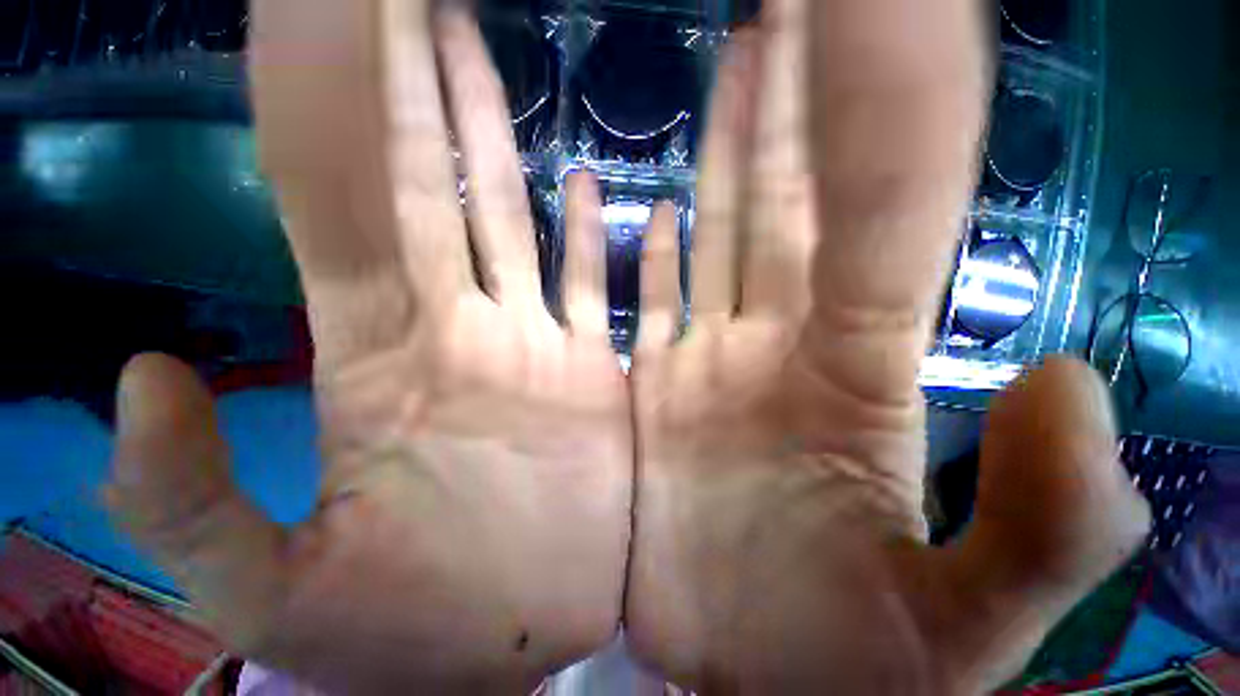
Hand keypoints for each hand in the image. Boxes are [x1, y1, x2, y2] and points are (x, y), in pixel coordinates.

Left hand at [109, 2, 628, 691]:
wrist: (521, 639)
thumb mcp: (272, 595)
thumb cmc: (415, 633)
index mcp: (385, 361)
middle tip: (422, 3)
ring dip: (508, 142)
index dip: (327, 110)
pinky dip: (595, 237)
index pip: (342, 202)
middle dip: (423, 87)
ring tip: (495, 56)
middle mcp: (467, 328)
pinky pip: (595, 282)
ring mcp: (542, 344)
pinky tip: (596, 187)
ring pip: (522, 219)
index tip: (332, 19)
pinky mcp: (595, 369)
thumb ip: (187, 493)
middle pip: (439, 181)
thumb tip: (144, 369)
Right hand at [626, 0, 1149, 692]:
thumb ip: (1050, 516)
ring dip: (709, 157)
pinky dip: (638, 251)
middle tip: (777, 14)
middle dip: (783, 103)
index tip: (869, 17)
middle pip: (780, 199)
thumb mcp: (973, 624)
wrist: (751, 684)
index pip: (873, 218)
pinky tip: (637, 204)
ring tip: (719, 72)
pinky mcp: (648, 390)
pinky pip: (641, 298)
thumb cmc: (849, 669)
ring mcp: (698, 365)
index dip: (875, 117)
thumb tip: (1069, 378)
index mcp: (849, 382)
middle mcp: (768, 349)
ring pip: (704, 235)